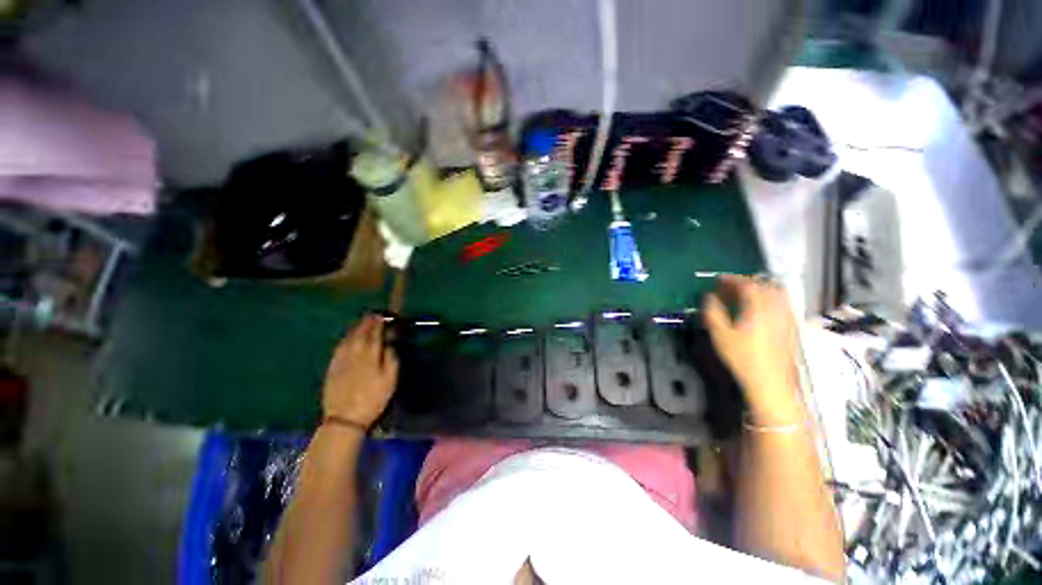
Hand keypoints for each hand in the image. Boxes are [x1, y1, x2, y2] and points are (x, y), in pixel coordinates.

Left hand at [321, 315, 398, 428]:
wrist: (345, 418)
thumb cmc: (373, 398)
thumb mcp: (390, 380)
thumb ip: (391, 359)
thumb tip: (389, 345)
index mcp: (370, 355)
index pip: (374, 333)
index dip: (378, 324)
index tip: (382, 316)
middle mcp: (354, 353)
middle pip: (360, 333)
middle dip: (366, 323)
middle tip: (372, 315)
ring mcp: (341, 360)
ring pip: (348, 338)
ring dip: (355, 328)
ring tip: (361, 323)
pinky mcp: (332, 367)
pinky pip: (339, 347)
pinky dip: (345, 339)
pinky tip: (347, 339)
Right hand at [702, 275, 802, 422]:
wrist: (772, 383)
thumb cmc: (743, 358)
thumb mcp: (720, 335)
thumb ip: (713, 312)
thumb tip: (708, 297)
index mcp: (758, 307)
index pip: (747, 284)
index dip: (731, 279)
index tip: (719, 280)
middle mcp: (776, 308)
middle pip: (765, 285)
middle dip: (747, 282)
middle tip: (731, 286)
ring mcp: (787, 317)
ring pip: (777, 293)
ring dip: (761, 288)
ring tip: (746, 294)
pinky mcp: (791, 327)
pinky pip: (783, 303)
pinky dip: (771, 298)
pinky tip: (761, 308)